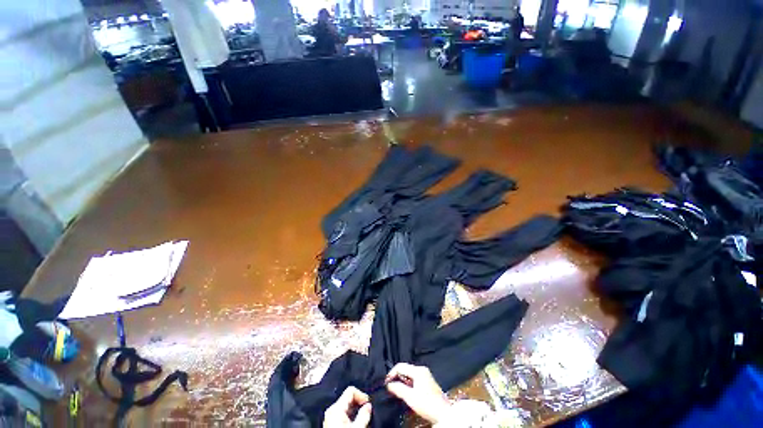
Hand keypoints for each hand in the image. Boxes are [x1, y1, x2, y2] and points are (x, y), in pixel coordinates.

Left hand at [323, 386, 371, 427]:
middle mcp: (332, 410)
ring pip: (347, 407)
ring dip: (357, 411)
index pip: (351, 391)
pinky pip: (344, 415)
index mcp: (336, 408)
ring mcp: (331, 418)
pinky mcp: (332, 425)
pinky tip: (357, 424)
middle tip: (368, 413)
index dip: (362, 395)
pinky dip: (352, 417)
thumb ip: (364, 415)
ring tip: (364, 419)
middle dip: (359, 404)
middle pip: (349, 398)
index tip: (369, 405)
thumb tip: (369, 405)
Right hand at [385, 363, 450, 424]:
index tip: (386, 383)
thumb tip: (389, 384)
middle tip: (390, 387)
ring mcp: (426, 375)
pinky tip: (407, 392)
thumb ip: (398, 389)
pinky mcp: (428, 381)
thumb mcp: (410, 397)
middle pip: (405, 369)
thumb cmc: (427, 404)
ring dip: (402, 381)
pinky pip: (414, 378)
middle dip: (397, 377)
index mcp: (418, 370)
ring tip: (397, 390)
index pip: (400, 366)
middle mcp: (422, 369)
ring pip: (409, 374)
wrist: (443, 413)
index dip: (391, 373)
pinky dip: (408, 383)